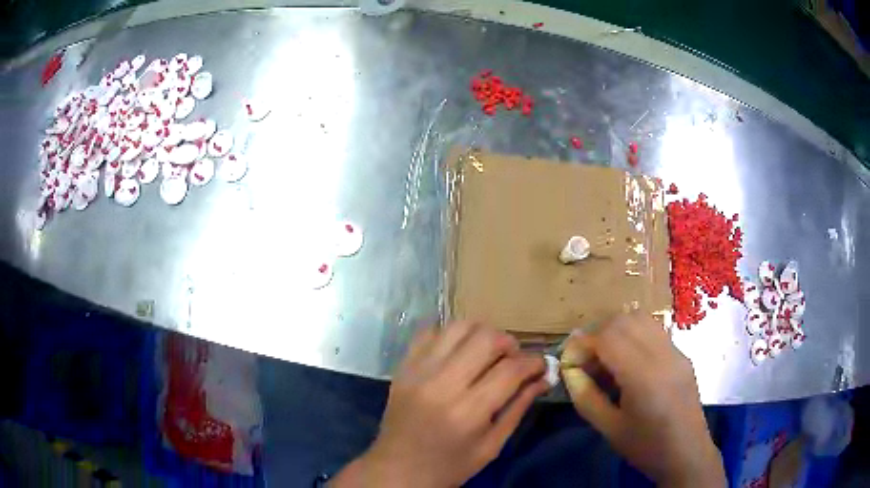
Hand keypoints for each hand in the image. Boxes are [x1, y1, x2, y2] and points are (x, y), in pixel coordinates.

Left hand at [331, 321, 548, 487]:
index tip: (541, 366)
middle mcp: (442, 383)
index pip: (511, 369)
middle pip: (486, 338)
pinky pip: (429, 332)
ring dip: (482, 334)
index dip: (534, 362)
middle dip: (510, 344)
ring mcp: (418, 371)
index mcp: (468, 411)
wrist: (397, 469)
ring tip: (487, 354)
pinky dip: (450, 336)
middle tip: (513, 360)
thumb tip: (543, 378)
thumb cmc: (450, 466)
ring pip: (458, 327)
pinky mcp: (403, 367)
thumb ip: (519, 407)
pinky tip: (458, 353)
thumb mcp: (492, 445)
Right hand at [561, 313, 725, 486]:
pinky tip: (628, 363)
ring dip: (617, 331)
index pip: (608, 337)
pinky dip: (633, 336)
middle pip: (624, 320)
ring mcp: (675, 351)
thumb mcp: (609, 429)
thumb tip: (570, 370)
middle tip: (586, 362)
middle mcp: (662, 354)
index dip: (582, 345)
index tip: (570, 364)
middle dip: (598, 334)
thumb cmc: (646, 447)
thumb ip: (585, 397)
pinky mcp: (681, 355)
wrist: (687, 454)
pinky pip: (653, 331)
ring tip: (606, 360)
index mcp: (644, 376)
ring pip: (641, 318)